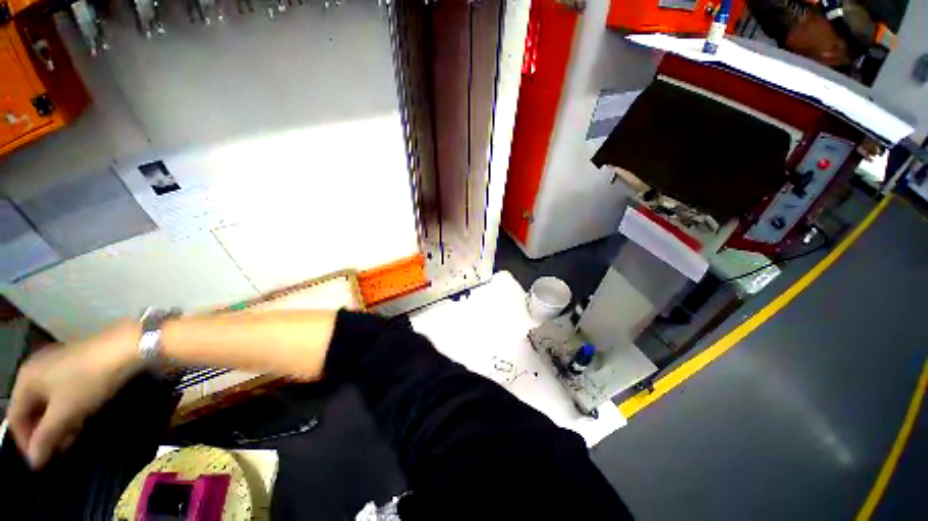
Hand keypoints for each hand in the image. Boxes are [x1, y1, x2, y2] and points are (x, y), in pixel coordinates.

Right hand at [7, 323, 141, 468]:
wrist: (125, 346)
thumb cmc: (88, 380)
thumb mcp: (64, 412)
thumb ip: (46, 437)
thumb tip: (33, 462)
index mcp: (25, 379)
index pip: (14, 418)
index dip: (26, 443)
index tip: (42, 462)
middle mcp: (36, 369)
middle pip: (31, 409)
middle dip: (43, 433)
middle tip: (58, 453)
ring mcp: (57, 364)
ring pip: (49, 402)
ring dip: (57, 424)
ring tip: (70, 440)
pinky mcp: (77, 364)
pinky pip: (64, 393)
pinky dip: (68, 410)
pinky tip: (80, 421)